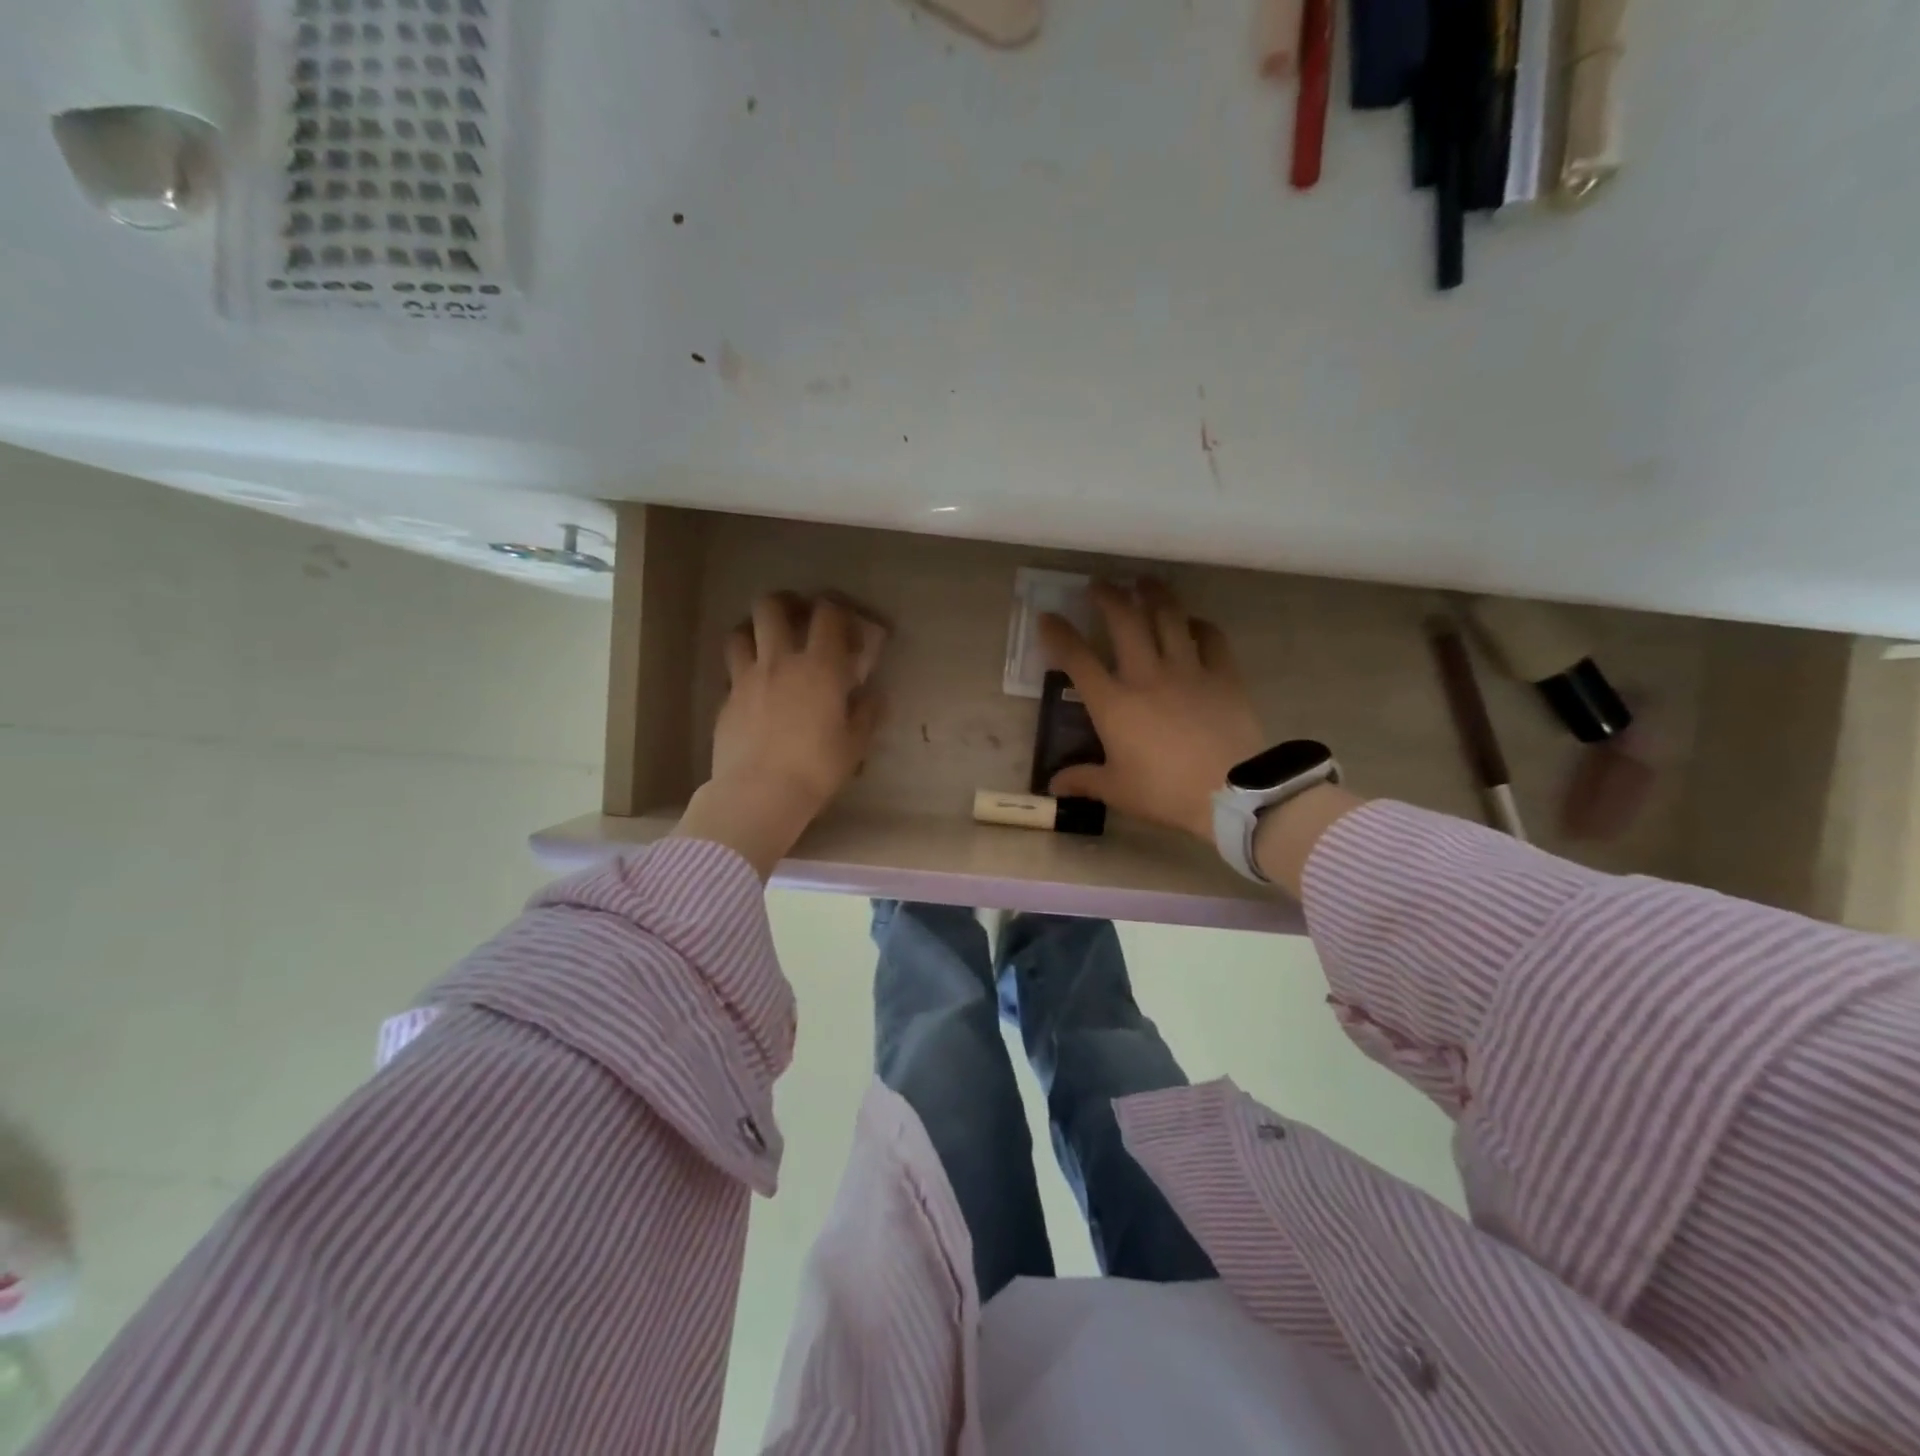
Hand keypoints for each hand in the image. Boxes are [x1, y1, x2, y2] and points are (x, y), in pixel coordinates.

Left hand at [673, 593, 881, 877]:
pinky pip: (732, 670)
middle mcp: (780, 661)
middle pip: (771, 607)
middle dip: (786, 603)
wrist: (759, 794)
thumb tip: (873, 695)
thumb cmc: (816, 768)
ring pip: (741, 632)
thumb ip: (866, 713)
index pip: (827, 615)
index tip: (845, 624)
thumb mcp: (855, 744)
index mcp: (820, 667)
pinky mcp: (726, 700)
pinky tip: (755, 688)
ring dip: (754, 630)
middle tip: (798, 616)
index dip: (837, 610)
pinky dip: (744, 669)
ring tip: (766, 644)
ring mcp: (746, 678)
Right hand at [1039, 581, 1267, 841]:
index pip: (1078, 659)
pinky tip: (1193, 622)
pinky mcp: (1223, 674)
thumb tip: (1053, 785)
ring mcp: (1188, 670)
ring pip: (1168, 616)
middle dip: (1107, 596)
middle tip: (1099, 584)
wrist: (1231, 793)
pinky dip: (1199, 624)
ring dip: (1153, 594)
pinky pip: (1211, 637)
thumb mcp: (1117, 791)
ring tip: (1144, 581)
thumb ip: (1083, 780)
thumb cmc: (1165, 792)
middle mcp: (1146, 675)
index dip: (1058, 634)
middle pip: (1124, 621)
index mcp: (1114, 703)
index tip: (1047, 616)